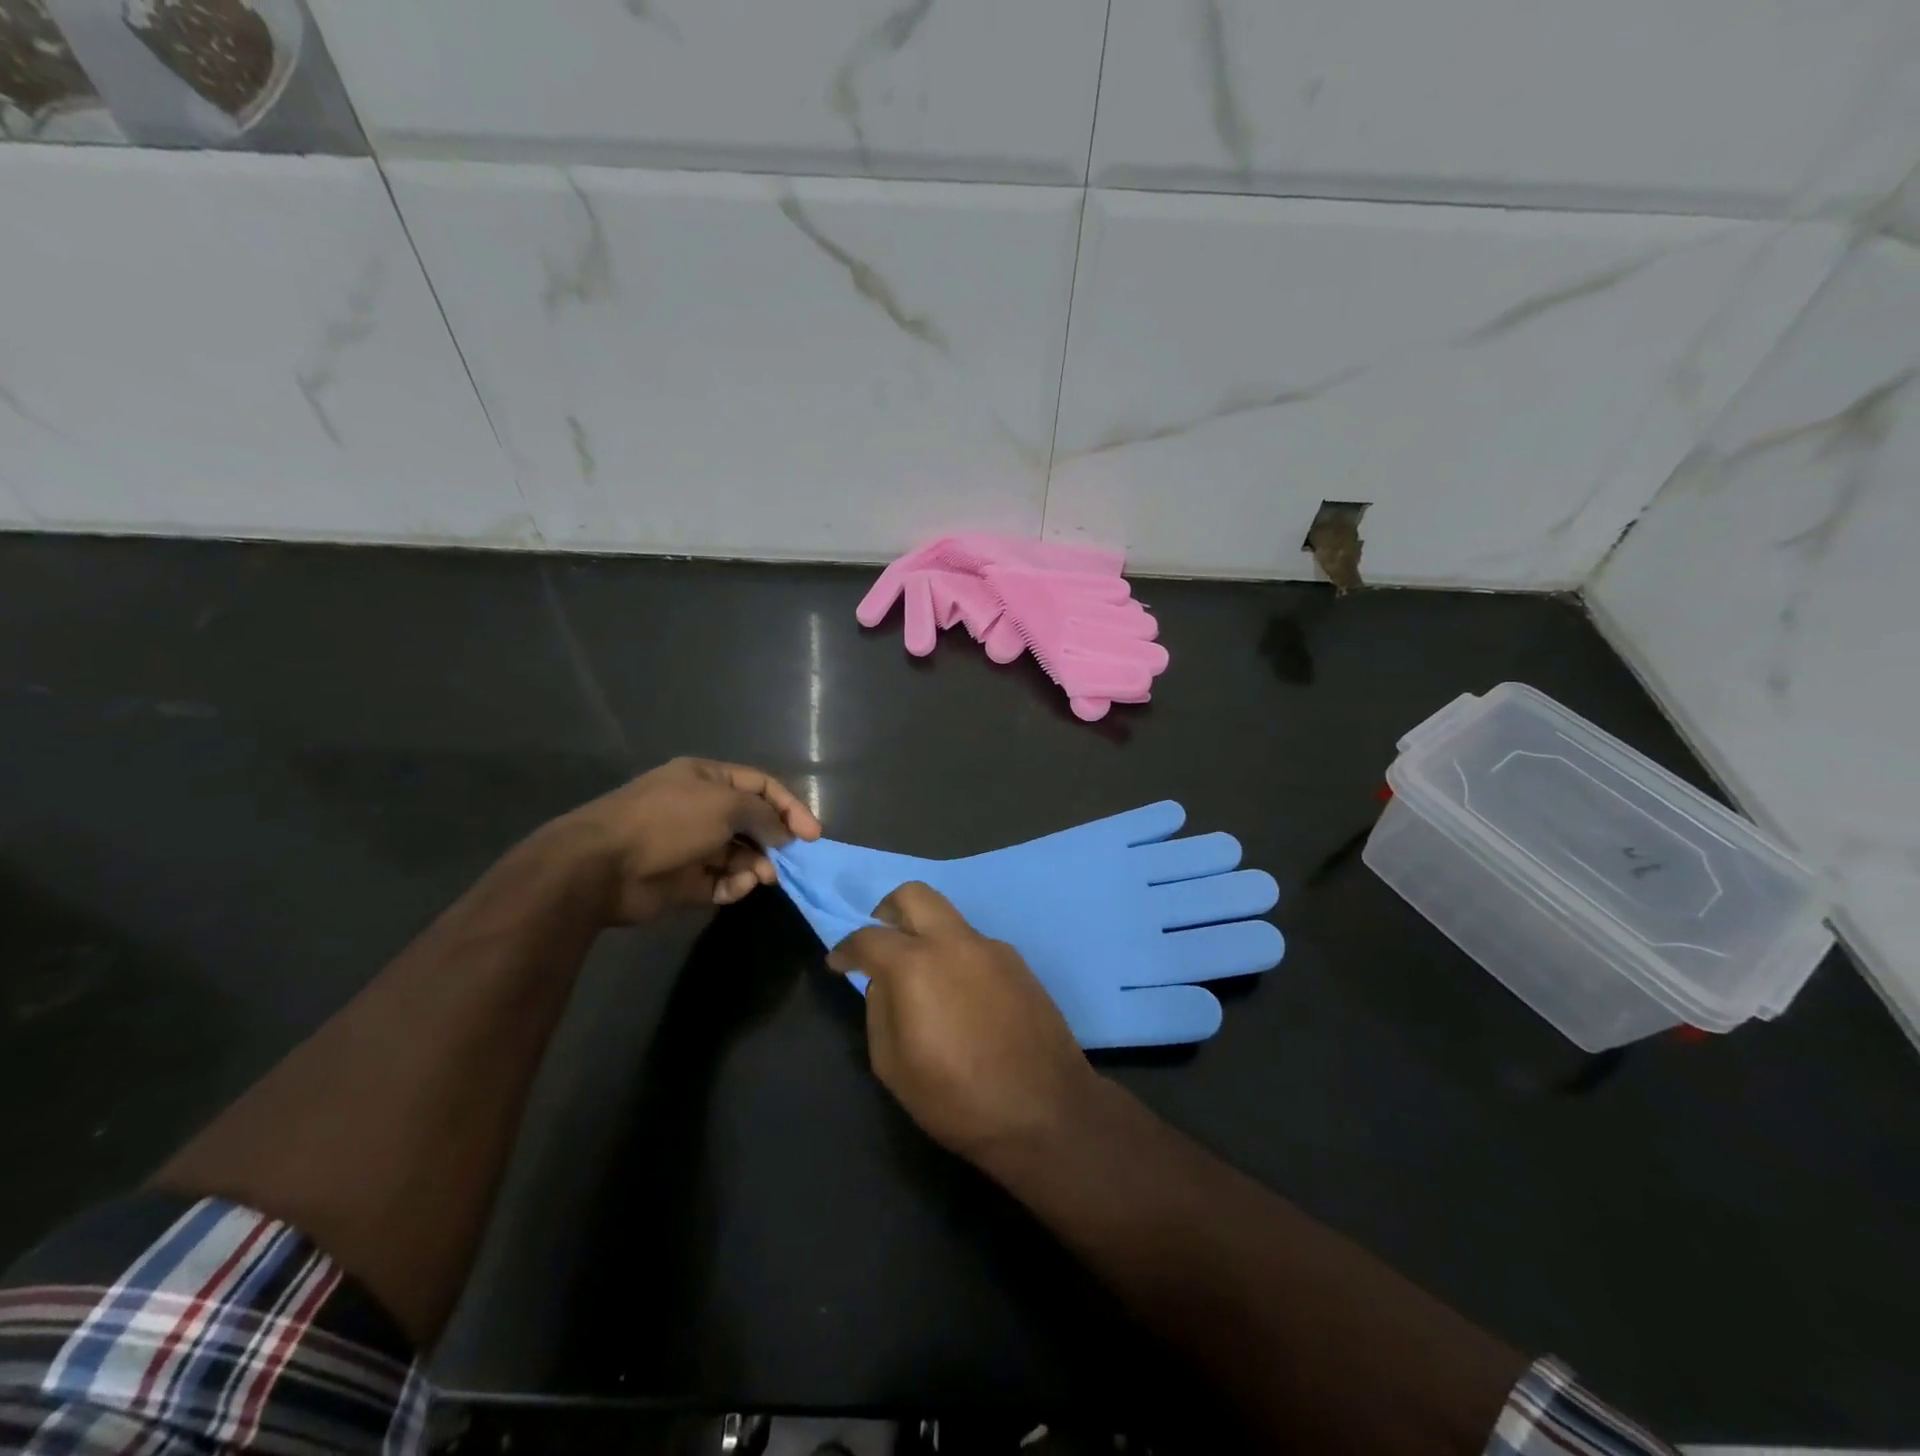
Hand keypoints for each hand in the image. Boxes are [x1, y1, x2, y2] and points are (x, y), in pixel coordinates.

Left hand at [553, 758, 821, 922]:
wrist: (602, 866)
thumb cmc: (668, 821)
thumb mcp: (725, 805)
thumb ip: (763, 815)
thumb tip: (784, 834)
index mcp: (707, 779)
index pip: (761, 786)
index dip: (790, 806)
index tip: (813, 834)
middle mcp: (701, 809)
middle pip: (753, 823)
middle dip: (775, 840)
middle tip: (792, 859)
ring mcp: (692, 846)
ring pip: (740, 855)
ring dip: (757, 865)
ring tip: (764, 877)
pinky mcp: (684, 882)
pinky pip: (722, 882)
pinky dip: (734, 885)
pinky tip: (737, 888)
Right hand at [828, 882, 1102, 1165]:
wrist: (1047, 1111)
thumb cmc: (959, 1099)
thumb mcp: (894, 1067)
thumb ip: (879, 1012)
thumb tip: (883, 984)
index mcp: (917, 965)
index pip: (869, 937)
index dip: (846, 948)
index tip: (838, 962)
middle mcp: (955, 942)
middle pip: (914, 895)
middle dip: (888, 910)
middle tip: (879, 942)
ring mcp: (992, 948)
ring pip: (948, 919)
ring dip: (926, 935)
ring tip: (922, 982)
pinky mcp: (1019, 963)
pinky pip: (974, 945)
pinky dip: (955, 956)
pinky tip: (959, 998)